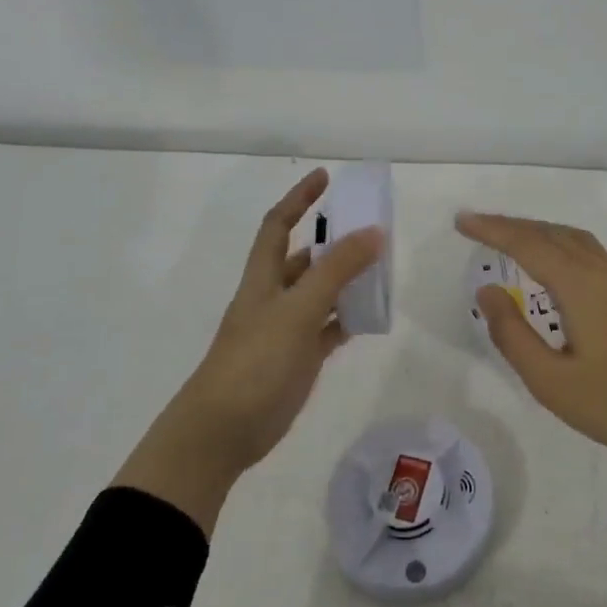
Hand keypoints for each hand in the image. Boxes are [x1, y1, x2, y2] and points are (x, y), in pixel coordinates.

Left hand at [116, 169, 383, 533]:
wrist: (223, 430)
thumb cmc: (254, 361)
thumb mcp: (297, 310)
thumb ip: (336, 271)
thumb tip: (373, 231)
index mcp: (264, 277)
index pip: (279, 224)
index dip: (299, 198)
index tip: (326, 176)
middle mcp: (275, 296)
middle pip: (307, 257)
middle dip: (335, 240)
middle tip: (373, 228)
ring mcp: (288, 328)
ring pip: (322, 292)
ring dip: (348, 279)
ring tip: (383, 267)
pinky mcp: (300, 357)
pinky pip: (330, 327)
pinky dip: (349, 318)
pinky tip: (373, 314)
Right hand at [456, 213, 606, 553]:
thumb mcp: (550, 381)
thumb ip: (512, 334)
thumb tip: (486, 290)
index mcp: (578, 286)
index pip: (527, 245)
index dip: (492, 230)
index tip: (461, 221)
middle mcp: (600, 272)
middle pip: (550, 233)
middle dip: (511, 225)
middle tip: (475, 225)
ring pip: (573, 238)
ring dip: (538, 230)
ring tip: (509, 236)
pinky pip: (588, 250)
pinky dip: (561, 242)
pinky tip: (557, 260)